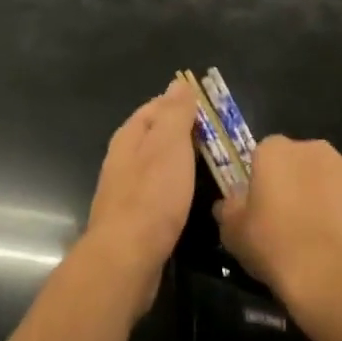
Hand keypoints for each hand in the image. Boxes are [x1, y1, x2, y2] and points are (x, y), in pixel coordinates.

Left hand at [82, 81, 197, 310]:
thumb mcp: (169, 145)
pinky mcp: (133, 218)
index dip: (182, 103)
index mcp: (129, 136)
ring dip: (180, 160)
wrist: (127, 258)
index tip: (212, 108)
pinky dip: (175, 186)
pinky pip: (157, 191)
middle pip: (155, 135)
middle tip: (219, 137)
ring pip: (156, 164)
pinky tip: (190, 196)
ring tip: (210, 164)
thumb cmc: (152, 196)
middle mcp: (122, 159)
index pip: (156, 107)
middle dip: (183, 132)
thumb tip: (179, 82)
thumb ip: (175, 112)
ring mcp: (125, 190)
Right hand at [215, 136, 341, 332]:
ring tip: (313, 238)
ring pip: (326, 179)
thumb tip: (231, 202)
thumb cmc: (275, 247)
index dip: (259, 181)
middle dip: (292, 183)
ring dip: (319, 197)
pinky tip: (337, 246)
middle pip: (297, 162)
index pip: (262, 154)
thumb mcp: (232, 232)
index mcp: (275, 150)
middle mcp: (314, 149)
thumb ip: (229, 209)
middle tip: (283, 221)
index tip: (257, 208)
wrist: (336, 279)